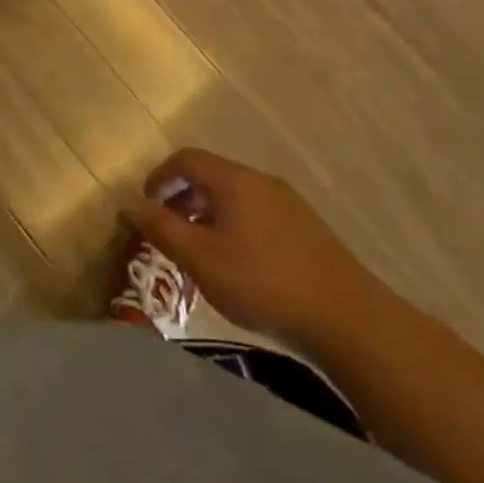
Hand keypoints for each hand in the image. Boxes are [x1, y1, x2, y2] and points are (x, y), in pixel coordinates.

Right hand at [128, 148, 388, 349]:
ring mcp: (289, 205)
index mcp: (234, 180)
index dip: (159, 177)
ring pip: (235, 197)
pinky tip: (239, 265)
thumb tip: (131, 204)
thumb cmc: (264, 284)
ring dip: (208, 214)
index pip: (185, 159)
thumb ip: (160, 228)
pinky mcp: (308, 230)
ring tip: (200, 252)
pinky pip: (257, 214)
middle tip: (168, 231)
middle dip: (182, 198)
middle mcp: (261, 182)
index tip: (146, 206)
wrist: (352, 323)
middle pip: (211, 175)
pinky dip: (234, 226)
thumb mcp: (200, 258)